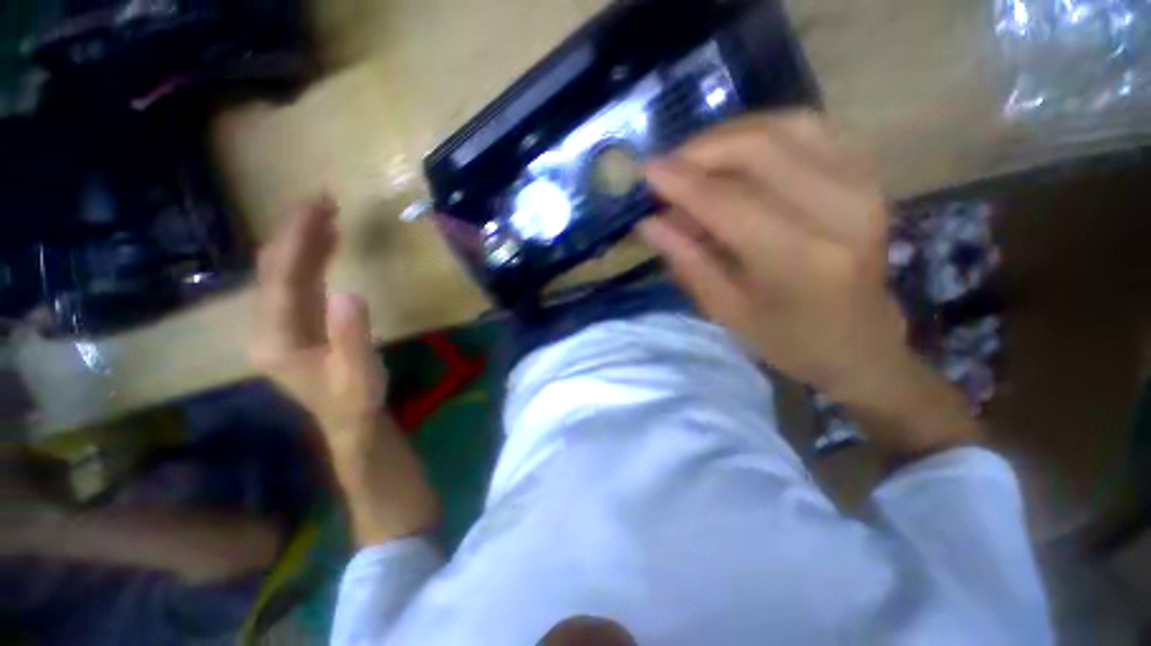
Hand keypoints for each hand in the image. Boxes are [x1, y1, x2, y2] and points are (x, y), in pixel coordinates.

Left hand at [250, 195, 384, 441]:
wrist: (348, 419)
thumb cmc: (355, 399)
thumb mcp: (358, 373)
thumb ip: (352, 336)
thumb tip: (352, 293)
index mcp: (277, 339)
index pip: (281, 279)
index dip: (297, 241)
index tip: (316, 208)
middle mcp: (268, 326)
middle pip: (274, 269)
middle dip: (295, 231)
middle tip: (322, 199)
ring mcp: (280, 323)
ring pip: (283, 271)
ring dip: (302, 239)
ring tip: (324, 212)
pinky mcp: (297, 321)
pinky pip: (298, 280)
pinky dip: (311, 256)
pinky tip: (326, 240)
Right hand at [641, 111, 978, 456]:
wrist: (860, 344)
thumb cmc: (787, 339)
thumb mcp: (725, 310)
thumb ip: (686, 259)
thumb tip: (647, 222)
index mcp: (799, 259)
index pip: (728, 201)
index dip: (681, 181)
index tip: (645, 171)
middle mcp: (839, 209)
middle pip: (760, 147)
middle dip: (701, 150)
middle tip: (667, 170)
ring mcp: (862, 184)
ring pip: (785, 125)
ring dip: (728, 138)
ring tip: (695, 164)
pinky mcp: (866, 175)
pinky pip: (808, 130)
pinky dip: (761, 135)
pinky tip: (735, 159)